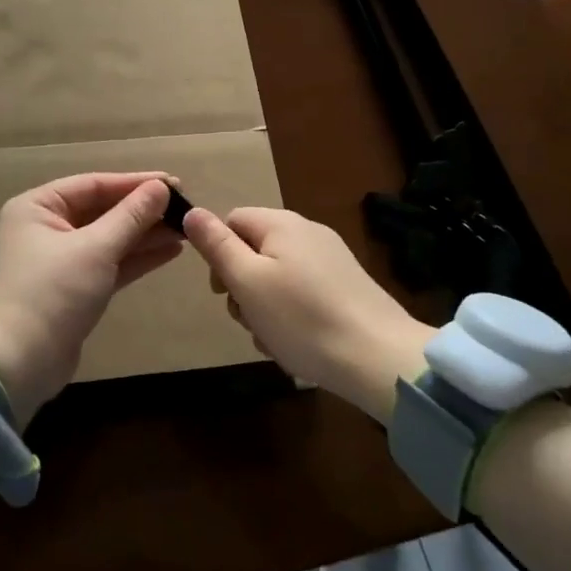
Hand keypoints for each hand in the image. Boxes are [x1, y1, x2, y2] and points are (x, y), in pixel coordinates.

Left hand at [0, 173, 180, 426]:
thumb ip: (130, 216)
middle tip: (184, 206)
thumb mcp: (95, 249)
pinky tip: (170, 251)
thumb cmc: (53, 292)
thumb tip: (161, 187)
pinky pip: (109, 263)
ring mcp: (60, 260)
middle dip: (142, 210)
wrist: (21, 362)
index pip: (93, 184)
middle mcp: (45, 227)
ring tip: (185, 228)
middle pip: (102, 210)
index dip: (135, 183)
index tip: (174, 182)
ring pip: (109, 238)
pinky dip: (136, 257)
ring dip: (144, 234)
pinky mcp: (74, 289)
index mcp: (38, 207)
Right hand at [184, 206, 432, 422]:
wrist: (379, 359)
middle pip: (254, 251)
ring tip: (274, 340)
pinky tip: (296, 346)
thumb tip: (191, 211)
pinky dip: (291, 317)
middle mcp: (308, 233)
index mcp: (282, 224)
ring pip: (276, 278)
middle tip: (249, 321)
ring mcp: (331, 261)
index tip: (222, 292)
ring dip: (264, 309)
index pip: (232, 220)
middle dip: (242, 288)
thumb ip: (217, 245)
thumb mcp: (248, 281)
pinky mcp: (346, 288)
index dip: (218, 253)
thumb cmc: (302, 318)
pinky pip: (302, 294)